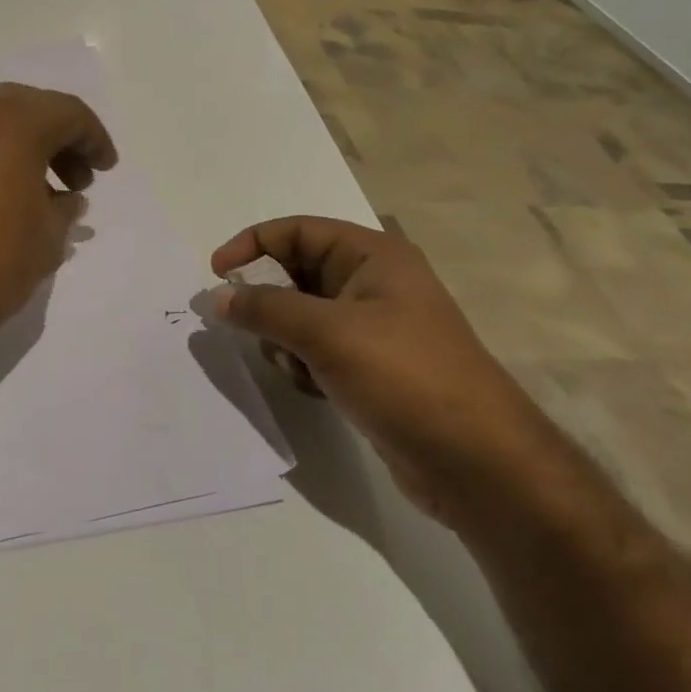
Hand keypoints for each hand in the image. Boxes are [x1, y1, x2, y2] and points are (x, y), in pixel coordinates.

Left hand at [0, 84, 118, 364]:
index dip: (94, 140)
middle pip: (27, 109)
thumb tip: (66, 198)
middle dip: (57, 140)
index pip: (67, 114)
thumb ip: (65, 207)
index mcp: (10, 121)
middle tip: (75, 180)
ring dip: (21, 145)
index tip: (105, 169)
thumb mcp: (45, 240)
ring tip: (37, 191)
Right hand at [212, 217, 566, 531]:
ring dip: (285, 340)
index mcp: (372, 256)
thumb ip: (266, 308)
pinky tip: (316, 389)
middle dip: (269, 303)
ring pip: (299, 317)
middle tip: (254, 330)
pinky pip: (314, 350)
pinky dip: (303, 365)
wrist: (474, 460)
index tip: (216, 274)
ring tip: (298, 367)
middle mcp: (372, 283)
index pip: (296, 231)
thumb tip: (219, 297)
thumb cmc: (404, 377)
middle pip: (295, 274)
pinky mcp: (369, 366)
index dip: (251, 244)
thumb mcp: (327, 333)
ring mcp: (372, 327)